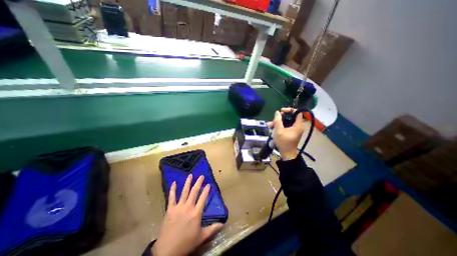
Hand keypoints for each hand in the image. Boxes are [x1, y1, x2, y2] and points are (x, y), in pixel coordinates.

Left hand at [152, 174, 223, 255]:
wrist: (167, 251)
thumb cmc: (186, 243)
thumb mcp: (201, 237)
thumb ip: (212, 229)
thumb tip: (223, 224)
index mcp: (196, 213)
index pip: (203, 198)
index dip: (206, 190)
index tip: (208, 184)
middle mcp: (188, 207)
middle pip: (194, 192)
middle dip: (198, 183)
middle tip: (201, 176)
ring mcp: (179, 207)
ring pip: (184, 192)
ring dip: (188, 183)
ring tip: (190, 175)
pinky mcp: (170, 209)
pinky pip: (171, 197)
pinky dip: (173, 190)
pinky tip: (174, 183)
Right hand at [269, 107, 302, 159]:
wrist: (286, 154)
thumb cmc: (283, 142)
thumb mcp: (279, 130)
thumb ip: (277, 120)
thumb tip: (277, 112)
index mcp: (298, 125)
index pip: (298, 112)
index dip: (290, 110)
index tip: (281, 111)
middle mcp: (297, 126)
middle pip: (290, 117)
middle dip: (280, 117)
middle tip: (273, 119)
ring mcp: (294, 130)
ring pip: (286, 122)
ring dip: (277, 122)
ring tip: (269, 125)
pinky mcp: (290, 133)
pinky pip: (285, 126)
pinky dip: (279, 126)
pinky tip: (271, 128)